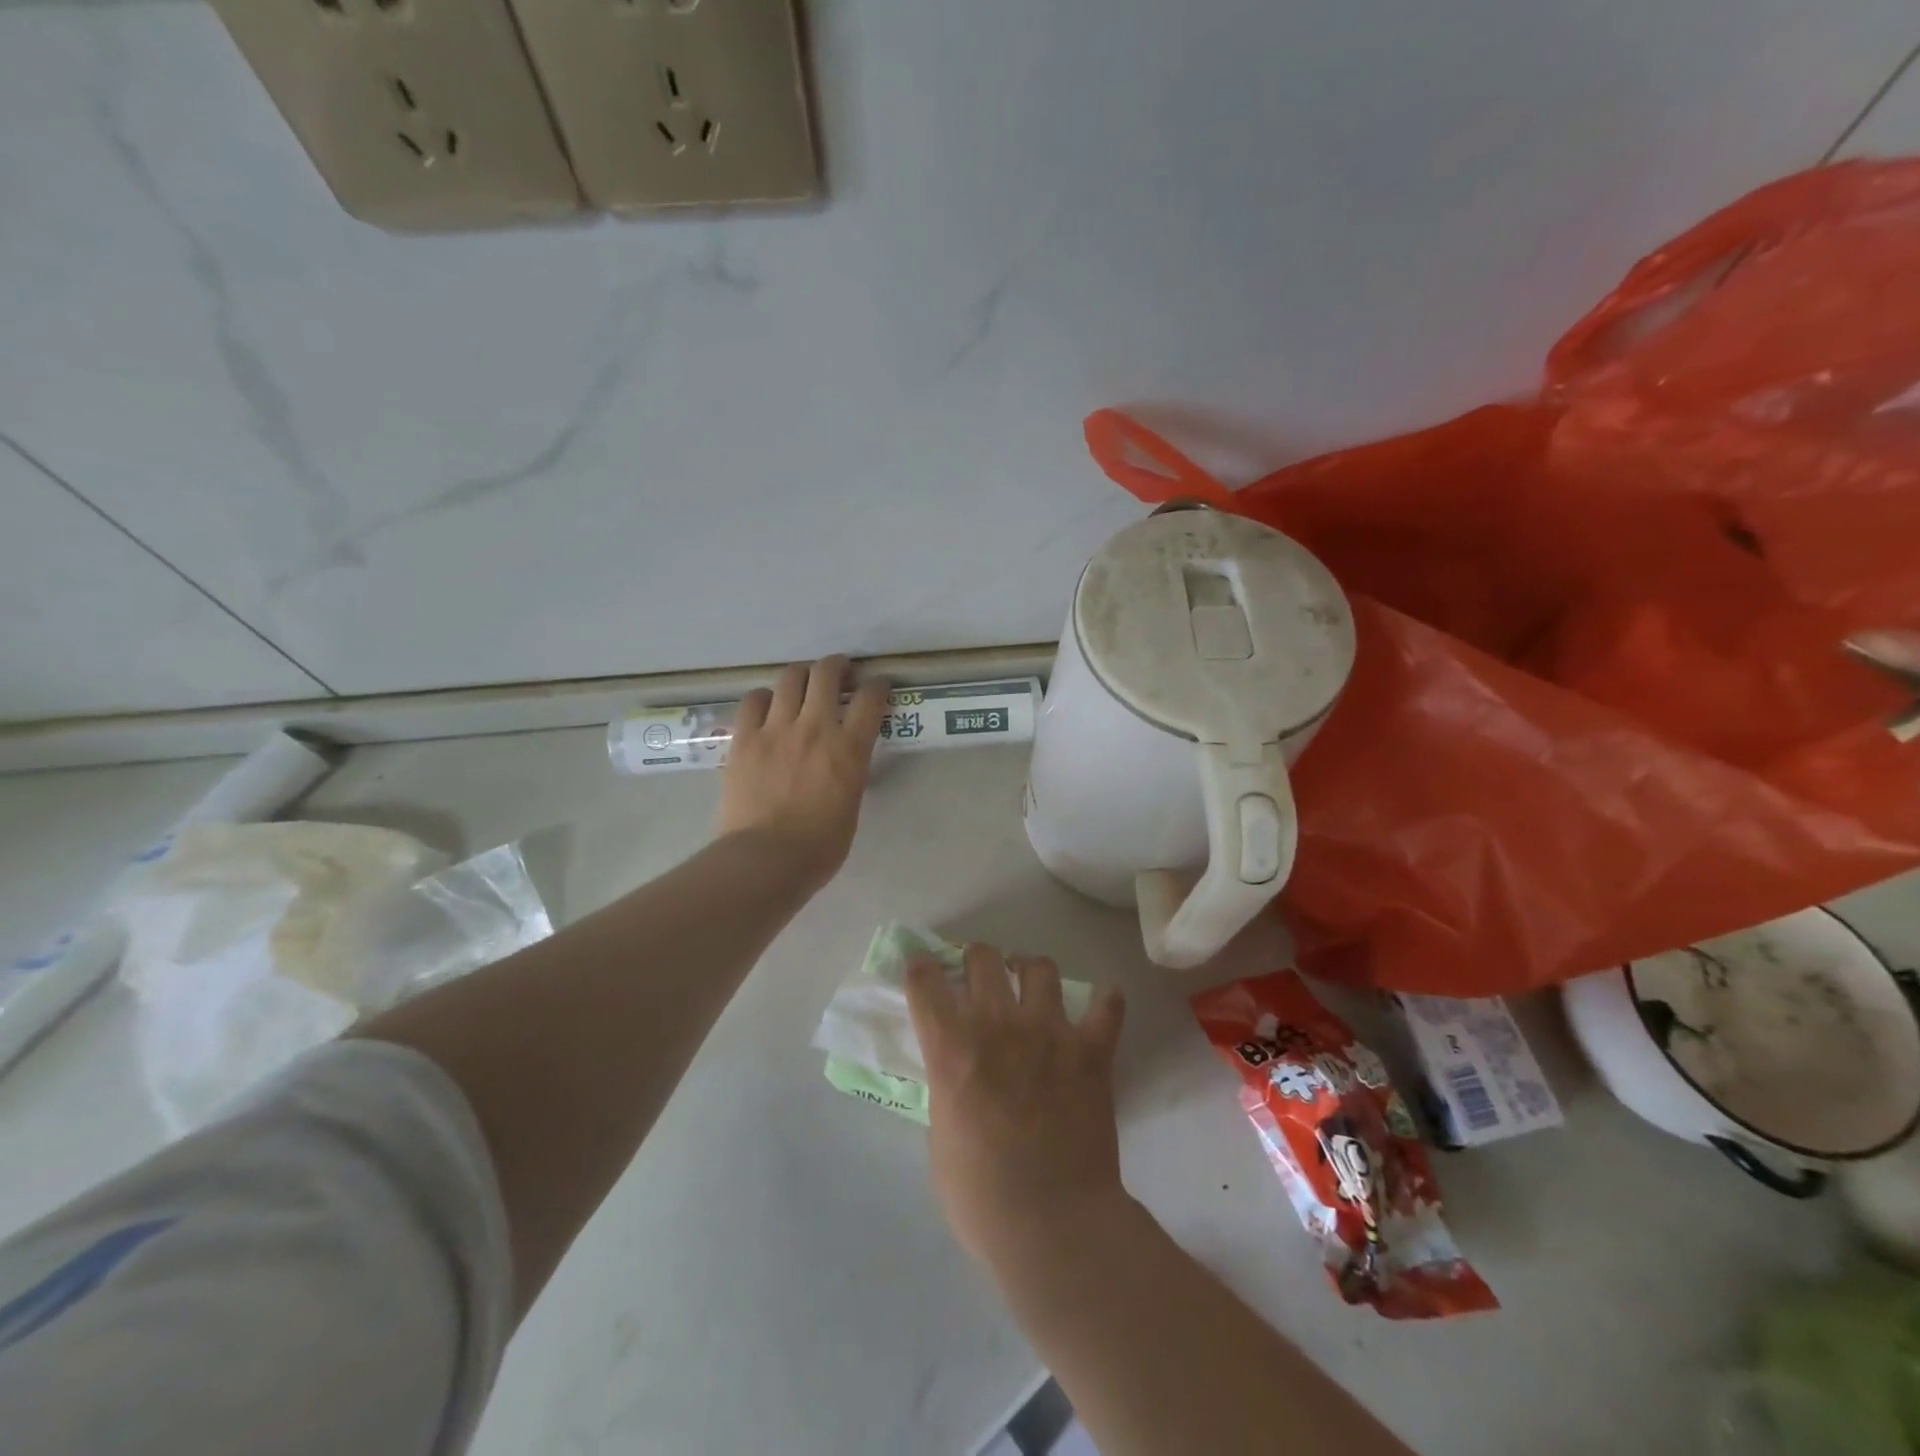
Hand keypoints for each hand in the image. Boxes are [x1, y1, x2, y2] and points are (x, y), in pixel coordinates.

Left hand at [718, 656, 887, 884]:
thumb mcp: (851, 804)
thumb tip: (843, 761)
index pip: (871, 699)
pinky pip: (753, 700)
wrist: (766, 859)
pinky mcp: (745, 738)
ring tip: (803, 684)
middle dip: (837, 666)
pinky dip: (765, 697)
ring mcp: (776, 729)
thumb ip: (850, 772)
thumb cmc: (819, 846)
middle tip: (840, 674)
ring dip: (802, 675)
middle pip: (827, 673)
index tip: (877, 685)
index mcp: (849, 749)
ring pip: (790, 677)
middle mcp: (815, 728)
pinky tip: (767, 707)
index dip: (878, 685)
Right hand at [906, 943, 1127, 1266]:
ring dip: (1030, 971)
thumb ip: (947, 1089)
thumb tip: (957, 1074)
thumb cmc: (981, 1197)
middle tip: (981, 978)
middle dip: (977, 961)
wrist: (1054, 1225)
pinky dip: (1104, 1003)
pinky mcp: (1091, 1050)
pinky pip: (1106, 1005)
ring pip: (1040, 967)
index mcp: (952, 1048)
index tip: (923, 970)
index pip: (925, 981)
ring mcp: (1049, 1032)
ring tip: (1031, 985)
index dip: (920, 969)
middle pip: (983, 957)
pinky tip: (1099, 1008)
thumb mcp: (939, 1138)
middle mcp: (998, 1025)